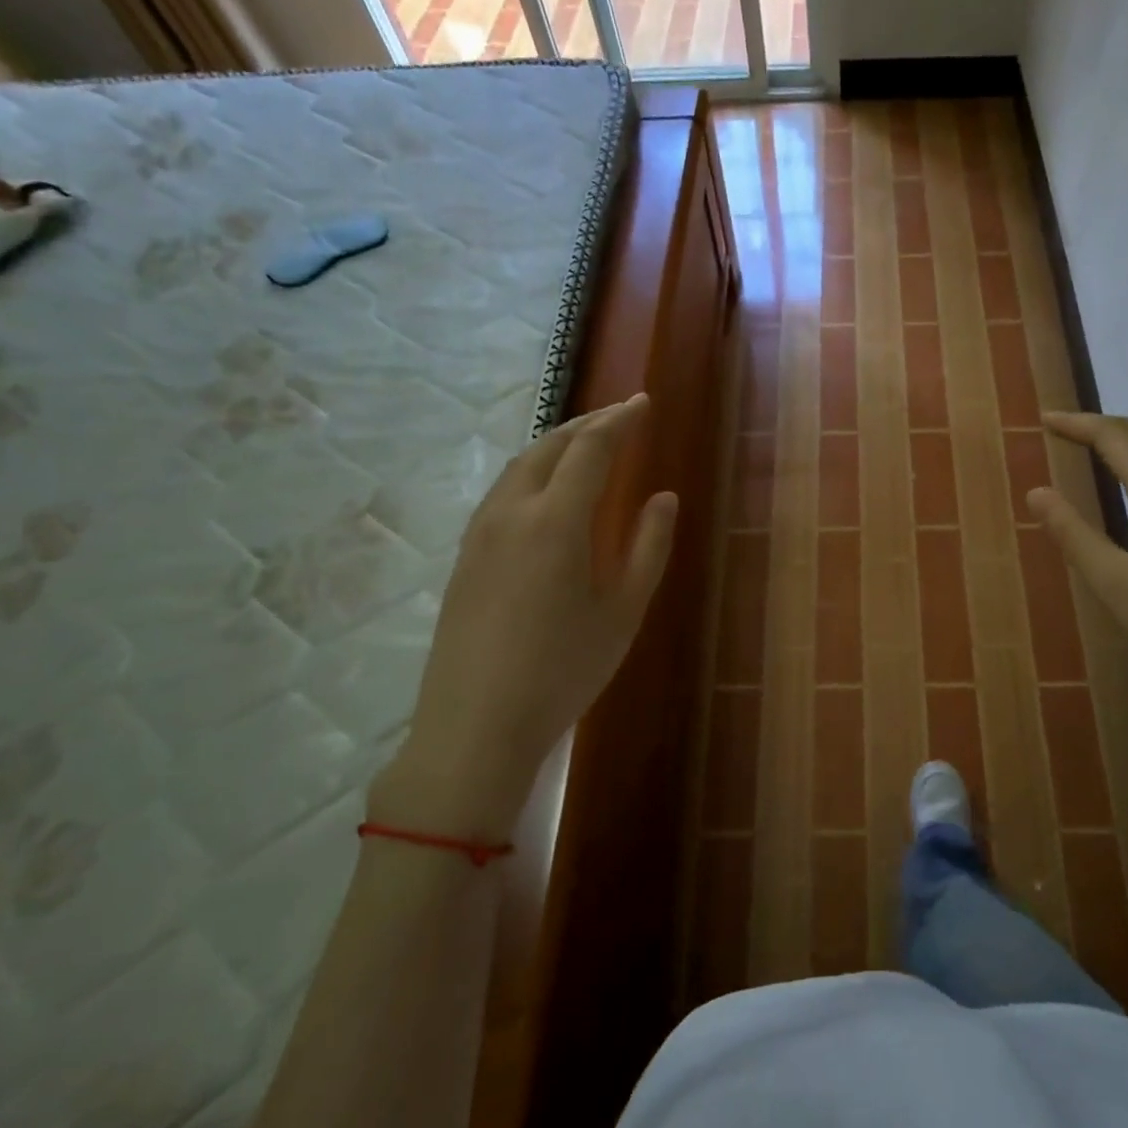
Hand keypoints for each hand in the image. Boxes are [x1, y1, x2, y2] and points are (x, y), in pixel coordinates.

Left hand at [368, 393, 677, 841]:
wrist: (476, 725)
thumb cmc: (564, 670)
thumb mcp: (623, 611)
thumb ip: (648, 547)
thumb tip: (664, 497)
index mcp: (556, 521)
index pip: (590, 450)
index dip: (620, 421)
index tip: (643, 403)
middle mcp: (512, 513)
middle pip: (549, 448)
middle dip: (586, 425)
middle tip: (619, 416)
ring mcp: (480, 534)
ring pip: (519, 468)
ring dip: (555, 445)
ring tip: (584, 444)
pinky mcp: (464, 558)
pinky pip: (502, 493)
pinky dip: (533, 473)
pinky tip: (546, 492)